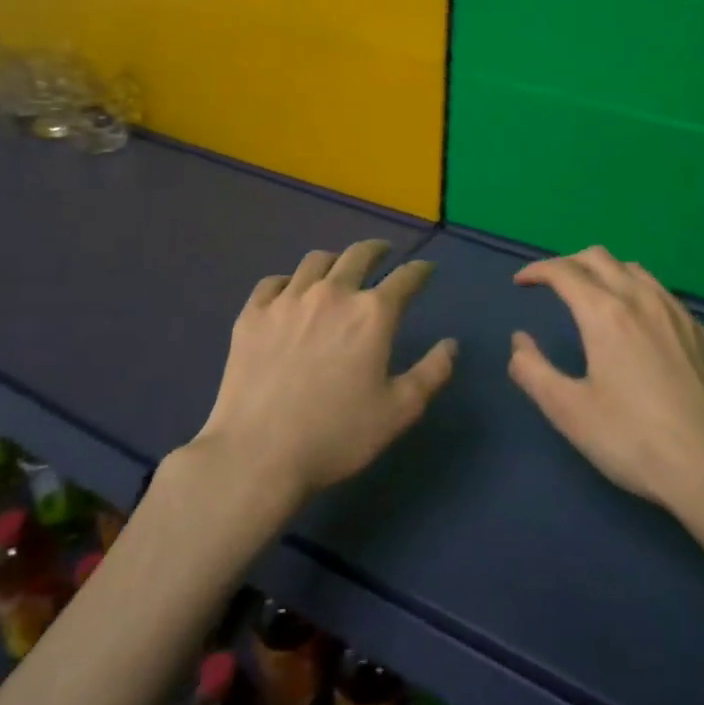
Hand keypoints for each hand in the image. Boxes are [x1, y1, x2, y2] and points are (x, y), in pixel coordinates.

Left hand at [193, 239, 457, 503]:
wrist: (258, 454)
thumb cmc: (337, 436)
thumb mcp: (399, 411)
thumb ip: (432, 373)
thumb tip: (451, 344)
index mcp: (372, 314)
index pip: (406, 278)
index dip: (420, 271)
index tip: (426, 270)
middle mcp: (332, 294)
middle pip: (359, 255)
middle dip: (377, 250)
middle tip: (383, 253)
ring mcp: (287, 300)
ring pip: (316, 261)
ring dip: (335, 261)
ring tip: (338, 269)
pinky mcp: (252, 314)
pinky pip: (274, 282)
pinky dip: (289, 281)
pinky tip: (291, 293)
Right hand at [509, 246, 703, 517]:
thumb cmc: (632, 440)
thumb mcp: (569, 411)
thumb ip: (533, 370)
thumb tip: (519, 341)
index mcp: (605, 314)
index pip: (564, 272)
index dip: (537, 271)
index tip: (520, 283)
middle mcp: (641, 299)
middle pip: (599, 257)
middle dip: (568, 263)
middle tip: (550, 284)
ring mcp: (676, 312)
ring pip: (633, 268)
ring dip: (602, 270)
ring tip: (589, 295)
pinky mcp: (698, 331)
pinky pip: (659, 290)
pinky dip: (633, 288)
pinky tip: (633, 320)